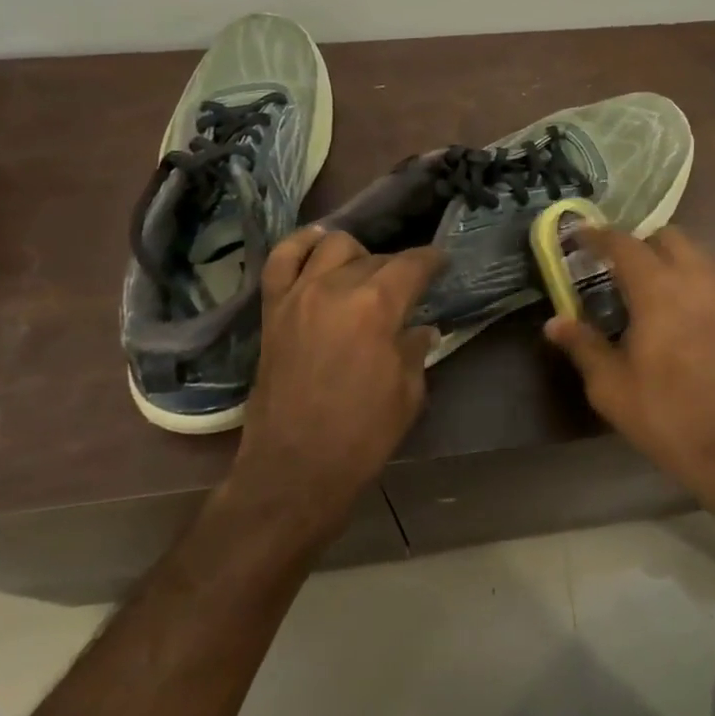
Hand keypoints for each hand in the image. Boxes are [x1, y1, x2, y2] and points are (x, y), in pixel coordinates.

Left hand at [232, 228, 442, 533]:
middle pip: (375, 257)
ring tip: (363, 271)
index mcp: (378, 305)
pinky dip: (300, 246)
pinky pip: (281, 260)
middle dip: (397, 267)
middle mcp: (337, 287)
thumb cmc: (362, 435)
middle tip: (406, 288)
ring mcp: (299, 295)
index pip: (413, 264)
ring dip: (355, 254)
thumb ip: (415, 349)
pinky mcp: (272, 310)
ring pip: (332, 246)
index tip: (442, 264)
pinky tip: (317, 245)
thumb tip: (420, 328)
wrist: (294, 470)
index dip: (432, 261)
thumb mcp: (408, 392)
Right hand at [543, 225, 714, 491]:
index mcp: (658, 290)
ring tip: (652, 292)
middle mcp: (698, 280)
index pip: (624, 244)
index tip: (581, 234)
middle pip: (669, 237)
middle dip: (642, 243)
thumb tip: (554, 322)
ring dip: (672, 262)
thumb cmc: (667, 416)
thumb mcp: (612, 387)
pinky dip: (696, 285)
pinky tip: (686, 317)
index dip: (599, 235)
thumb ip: (583, 346)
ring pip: (699, 257)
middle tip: (619, 266)